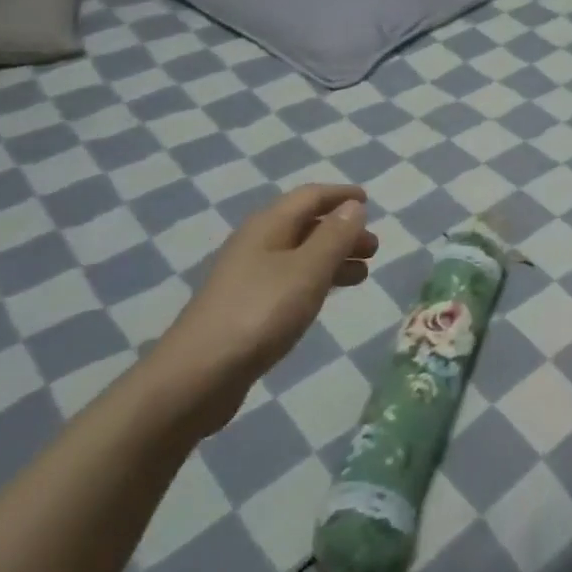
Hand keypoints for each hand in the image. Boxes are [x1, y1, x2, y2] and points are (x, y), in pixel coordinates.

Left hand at [152, 184, 378, 436]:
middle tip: (373, 248)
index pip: (310, 196)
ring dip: (332, 257)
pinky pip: (290, 280)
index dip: (340, 196)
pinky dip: (316, 280)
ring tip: (362, 274)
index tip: (369, 202)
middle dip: (341, 231)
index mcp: (268, 226)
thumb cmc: (259, 313)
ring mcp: (249, 277)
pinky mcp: (247, 307)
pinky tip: (327, 297)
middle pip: (305, 225)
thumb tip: (353, 206)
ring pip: (300, 255)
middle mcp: (257, 244)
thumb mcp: (307, 271)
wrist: (197, 376)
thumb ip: (334, 236)